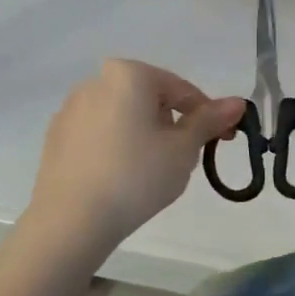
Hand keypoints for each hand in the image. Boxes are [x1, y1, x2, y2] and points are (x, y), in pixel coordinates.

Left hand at [23, 59, 244, 257]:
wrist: (71, 220)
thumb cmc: (136, 176)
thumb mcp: (183, 149)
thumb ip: (210, 121)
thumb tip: (237, 103)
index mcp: (129, 75)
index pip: (181, 90)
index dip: (208, 115)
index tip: (223, 140)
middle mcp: (96, 81)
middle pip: (150, 98)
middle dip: (173, 123)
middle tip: (187, 157)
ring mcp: (71, 109)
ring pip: (124, 115)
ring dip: (145, 133)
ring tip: (154, 171)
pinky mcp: (56, 136)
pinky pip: (100, 132)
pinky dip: (118, 145)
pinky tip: (123, 176)